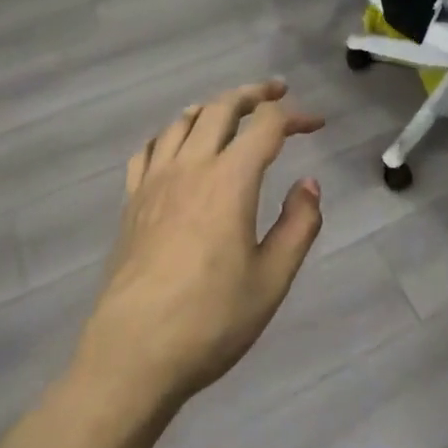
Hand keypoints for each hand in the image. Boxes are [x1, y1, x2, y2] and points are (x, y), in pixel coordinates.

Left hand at [69, 80, 325, 414]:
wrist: (132, 355)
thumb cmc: (210, 320)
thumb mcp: (272, 279)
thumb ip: (298, 225)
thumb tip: (309, 183)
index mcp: (229, 181)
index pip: (267, 126)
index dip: (295, 116)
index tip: (316, 124)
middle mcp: (190, 167)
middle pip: (221, 108)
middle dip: (253, 93)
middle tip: (276, 92)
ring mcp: (154, 182)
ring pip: (182, 122)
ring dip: (211, 108)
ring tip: (230, 113)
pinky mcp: (131, 202)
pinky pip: (148, 149)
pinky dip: (170, 135)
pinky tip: (177, 147)